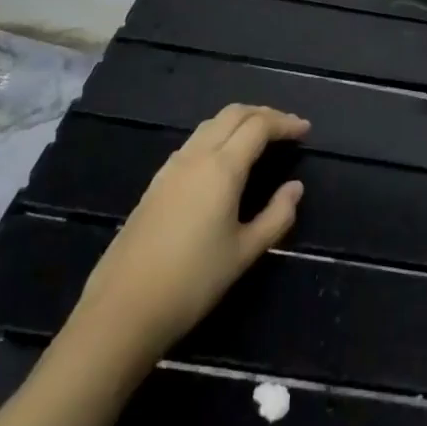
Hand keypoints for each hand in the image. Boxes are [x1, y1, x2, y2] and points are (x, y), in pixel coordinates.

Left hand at [64, 104, 308, 372]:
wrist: (122, 311)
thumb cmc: (192, 282)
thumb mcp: (245, 253)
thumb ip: (277, 216)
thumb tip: (295, 188)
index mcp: (222, 168)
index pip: (259, 126)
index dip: (285, 123)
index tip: (305, 130)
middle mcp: (196, 157)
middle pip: (233, 114)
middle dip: (263, 114)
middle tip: (285, 128)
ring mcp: (171, 168)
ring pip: (210, 125)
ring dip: (238, 121)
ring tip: (258, 138)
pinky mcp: (155, 184)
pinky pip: (193, 143)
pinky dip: (217, 136)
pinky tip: (222, 161)